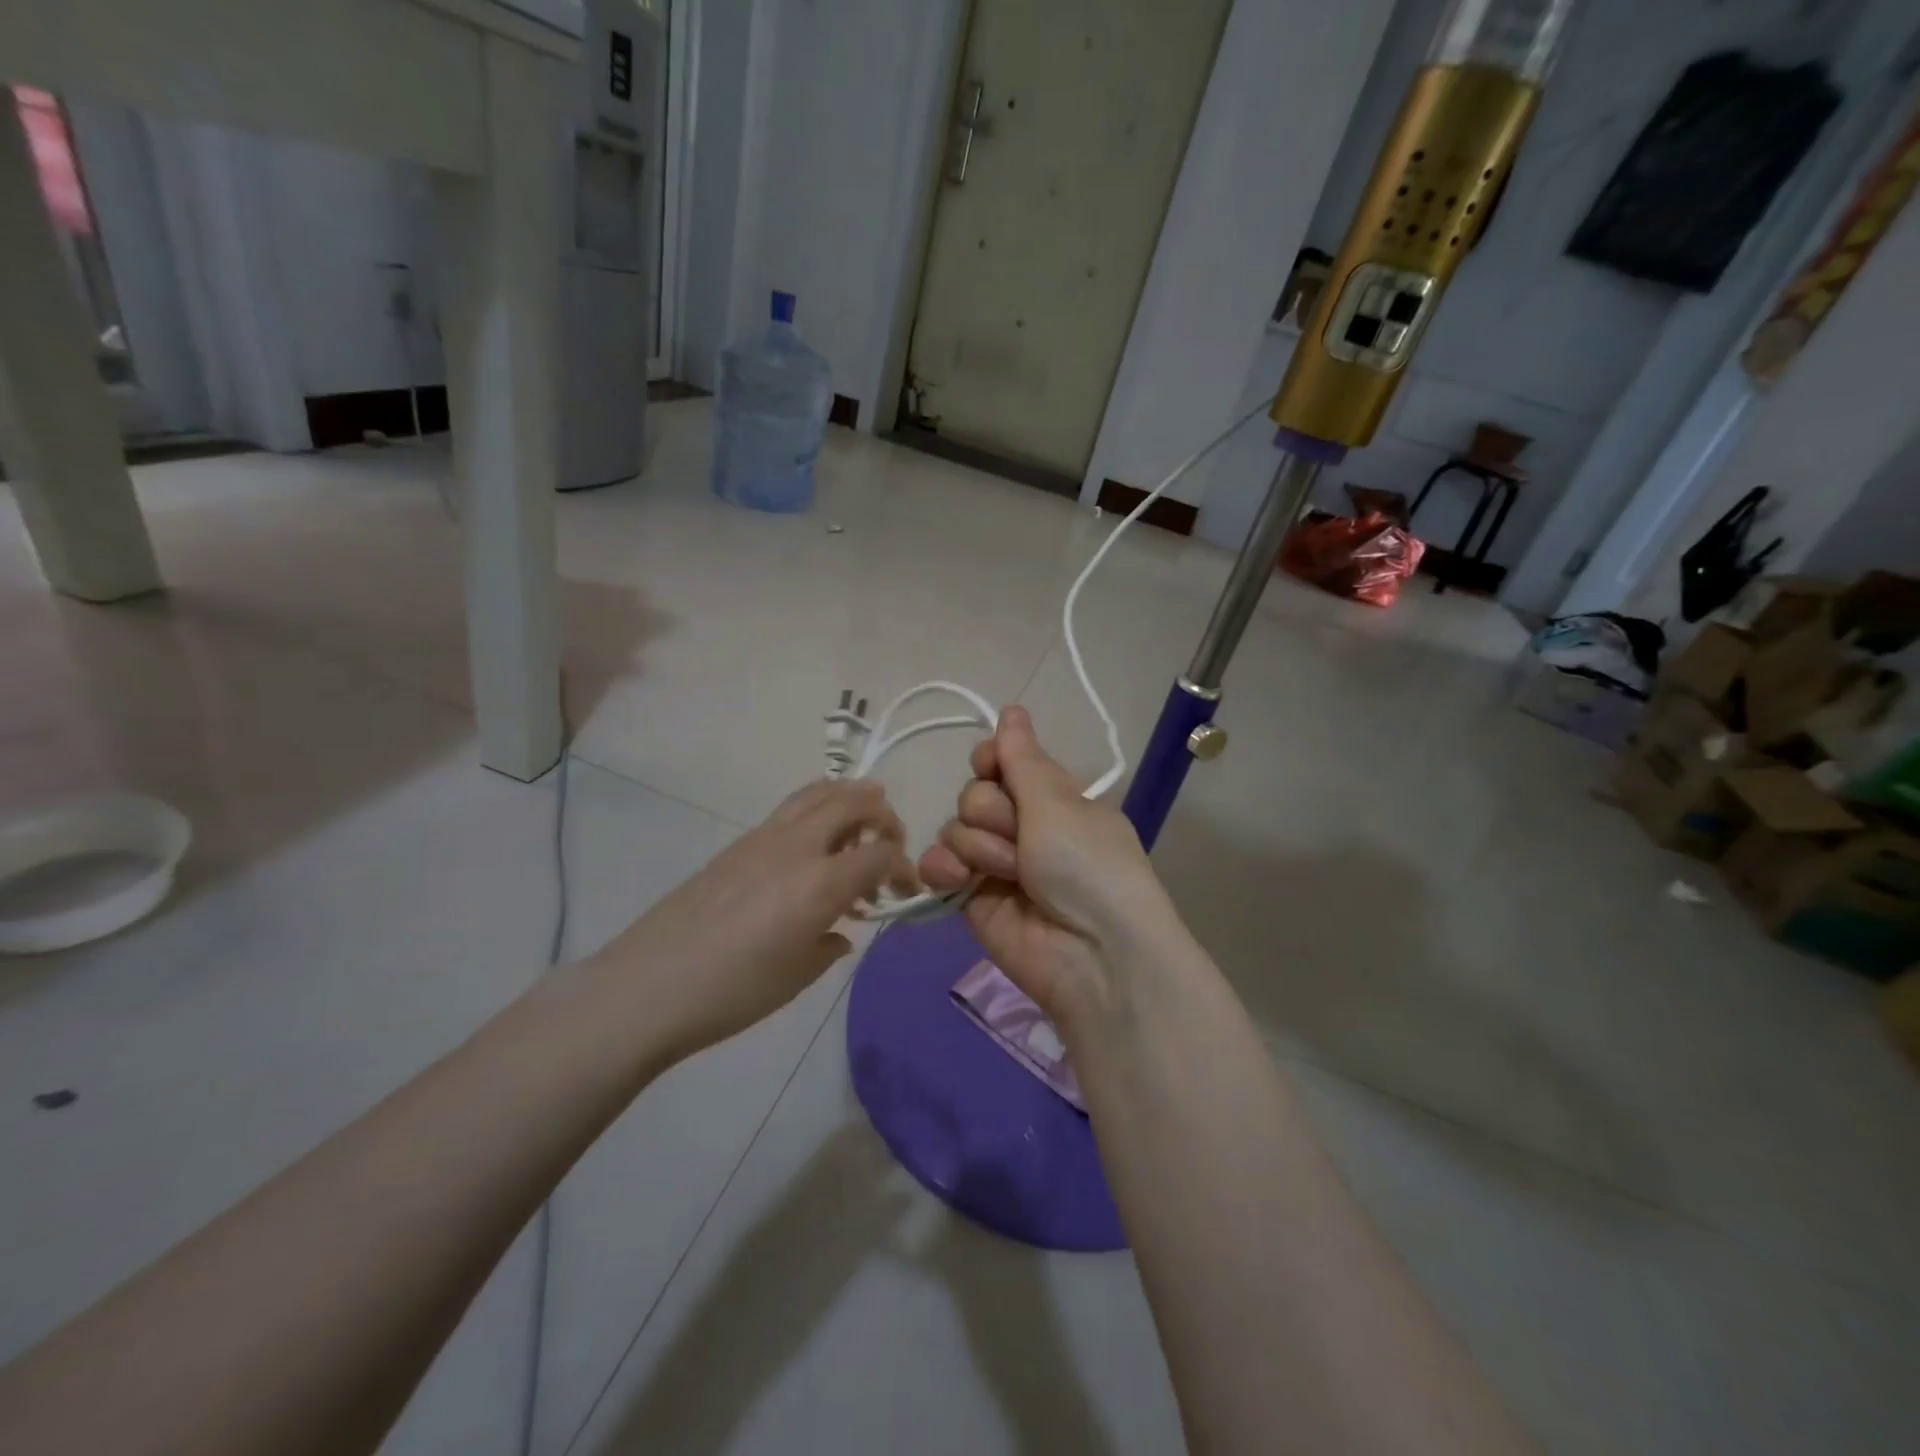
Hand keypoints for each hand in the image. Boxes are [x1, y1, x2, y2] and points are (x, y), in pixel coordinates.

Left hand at [595, 779, 916, 1061]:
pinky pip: (791, 810)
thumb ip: (830, 945)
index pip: (881, 852)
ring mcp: (764, 837)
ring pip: (818, 792)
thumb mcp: (797, 976)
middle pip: (854, 801)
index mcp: (822, 881)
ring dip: (849, 799)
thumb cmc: (733, 992)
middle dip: (884, 816)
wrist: (649, 986)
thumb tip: (839, 932)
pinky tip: (812, 848)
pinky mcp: (738, 843)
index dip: (903, 867)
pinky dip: (817, 812)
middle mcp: (798, 845)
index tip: (905, 892)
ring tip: (861, 821)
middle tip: (890, 843)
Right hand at [919, 706, 1174, 1026]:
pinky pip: (939, 865)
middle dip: (993, 812)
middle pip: (975, 793)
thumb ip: (1022, 758)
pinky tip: (959, 880)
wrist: (1093, 954)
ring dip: (979, 846)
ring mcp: (996, 864)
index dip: (992, 759)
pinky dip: (943, 868)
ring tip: (1010, 874)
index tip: (992, 765)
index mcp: (1052, 799)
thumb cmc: (1087, 864)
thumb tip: (1012, 708)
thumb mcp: (1058, 803)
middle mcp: (1024, 826)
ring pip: (955, 827)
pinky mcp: (972, 899)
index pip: (1002, 760)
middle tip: (1023, 840)